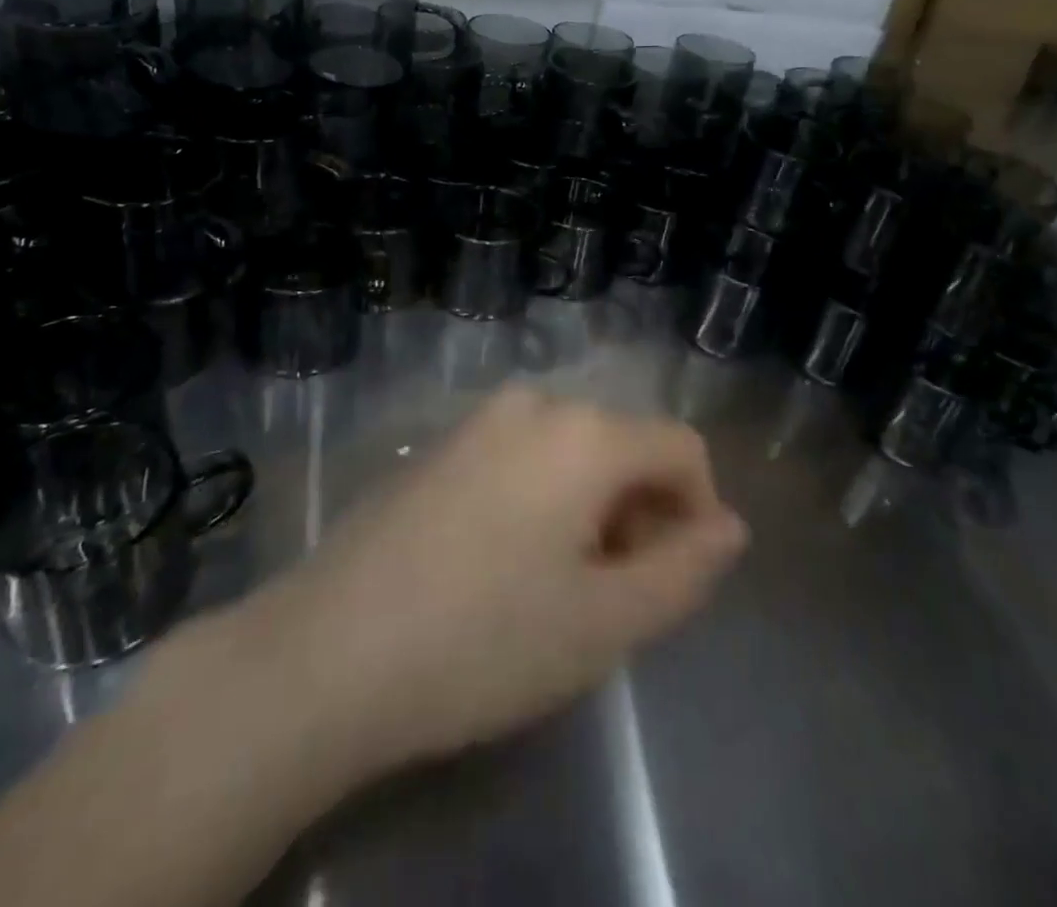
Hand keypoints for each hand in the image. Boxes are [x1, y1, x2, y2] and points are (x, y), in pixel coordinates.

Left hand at [239, 386, 747, 781]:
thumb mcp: (606, 622)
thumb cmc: (484, 640)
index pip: (680, 447)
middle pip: (624, 444)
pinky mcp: (442, 443)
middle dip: (641, 511)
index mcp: (584, 433)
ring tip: (563, 584)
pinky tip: (508, 561)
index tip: (680, 575)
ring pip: (573, 450)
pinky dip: (544, 495)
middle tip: (618, 593)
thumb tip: (728, 527)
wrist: (328, 651)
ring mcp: (481, 418)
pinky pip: (523, 454)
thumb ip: (685, 569)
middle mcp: (536, 403)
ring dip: (593, 506)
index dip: (699, 509)